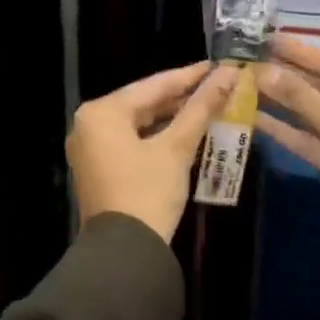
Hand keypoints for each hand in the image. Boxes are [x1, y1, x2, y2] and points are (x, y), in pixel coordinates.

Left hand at [67, 62, 235, 241]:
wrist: (125, 254)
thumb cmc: (148, 192)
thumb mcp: (177, 148)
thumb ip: (201, 107)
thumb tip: (229, 74)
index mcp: (103, 112)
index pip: (154, 85)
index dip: (191, 76)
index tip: (221, 65)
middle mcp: (90, 124)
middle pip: (144, 102)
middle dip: (182, 96)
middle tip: (219, 85)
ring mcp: (91, 147)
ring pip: (139, 122)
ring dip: (172, 116)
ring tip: (209, 106)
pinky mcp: (100, 168)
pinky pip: (132, 140)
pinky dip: (158, 136)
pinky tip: (186, 132)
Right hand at [257, 37, 319, 260]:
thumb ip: (301, 97)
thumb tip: (262, 70)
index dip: (303, 52)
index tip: (269, 38)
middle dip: (290, 76)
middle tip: (251, 60)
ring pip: (317, 114)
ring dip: (285, 102)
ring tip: (247, 85)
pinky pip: (314, 140)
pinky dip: (289, 130)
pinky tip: (256, 118)